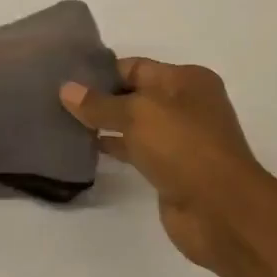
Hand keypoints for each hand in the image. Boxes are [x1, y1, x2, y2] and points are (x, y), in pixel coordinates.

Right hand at [61, 58, 273, 271]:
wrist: (220, 209)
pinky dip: (114, 148)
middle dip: (99, 98)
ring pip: (134, 124)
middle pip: (135, 94)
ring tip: (64, 123)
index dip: (101, 71)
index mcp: (187, 80)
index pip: (136, 66)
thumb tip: (66, 89)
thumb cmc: (183, 147)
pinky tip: (86, 149)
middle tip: (57, 101)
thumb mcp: (138, 114)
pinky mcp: (171, 169)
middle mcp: (186, 105)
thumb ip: (100, 104)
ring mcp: (180, 139)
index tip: (65, 78)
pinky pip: (136, 151)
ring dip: (104, 125)